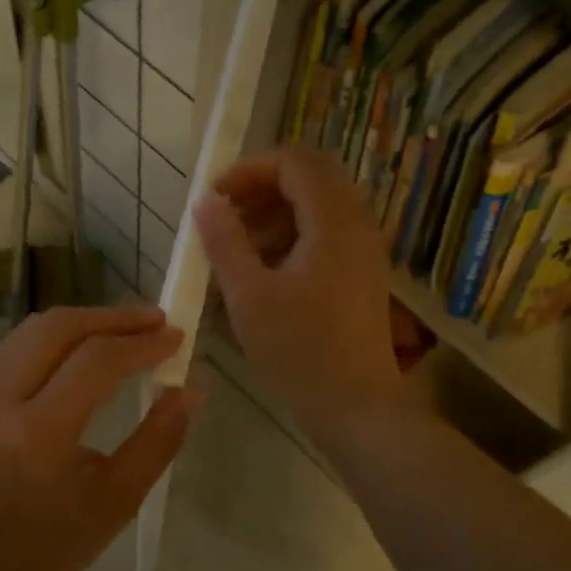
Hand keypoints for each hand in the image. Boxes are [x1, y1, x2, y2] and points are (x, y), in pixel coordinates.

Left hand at [0, 305, 198, 570]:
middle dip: (110, 318)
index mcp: (34, 438)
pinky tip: (82, 351)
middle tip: (153, 320)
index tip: (175, 335)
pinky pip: (12, 352)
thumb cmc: (59, 546)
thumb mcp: (121, 498)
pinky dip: (53, 342)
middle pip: (55, 329)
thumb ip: (161, 436)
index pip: (93, 362)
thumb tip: (193, 386)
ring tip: (124, 329)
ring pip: (29, 332)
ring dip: (81, 323)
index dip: (139, 343)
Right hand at [195, 149, 412, 442]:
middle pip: (310, 176)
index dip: (250, 170)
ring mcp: (364, 248)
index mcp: (333, 222)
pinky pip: (327, 231)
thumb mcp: (249, 296)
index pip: (294, 162)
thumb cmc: (300, 352)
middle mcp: (357, 224)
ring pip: (319, 203)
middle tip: (226, 215)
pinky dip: (293, 233)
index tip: (215, 199)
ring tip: (237, 245)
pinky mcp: (362, 272)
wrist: (359, 408)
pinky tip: (264, 269)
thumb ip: (225, 242)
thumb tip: (206, 202)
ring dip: (276, 211)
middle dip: (262, 187)